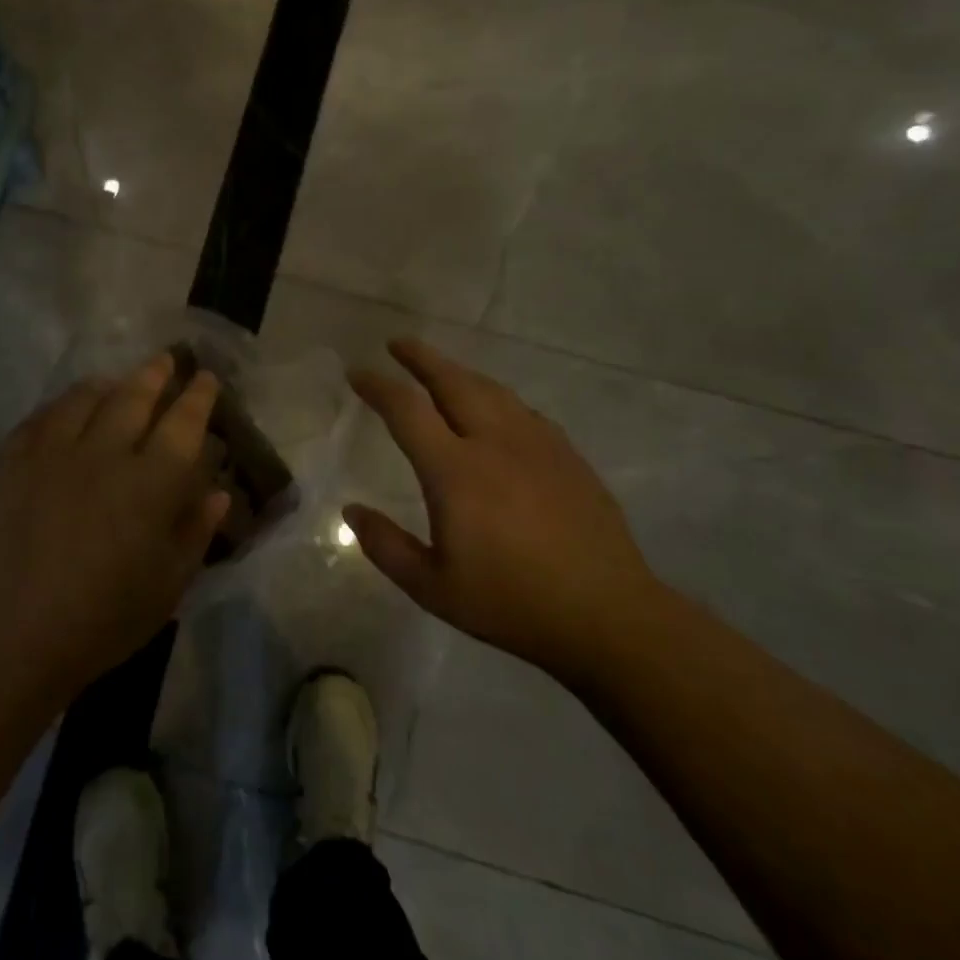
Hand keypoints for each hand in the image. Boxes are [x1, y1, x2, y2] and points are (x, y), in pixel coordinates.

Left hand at [0, 354, 231, 700]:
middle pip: (134, 397)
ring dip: (108, 384)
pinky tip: (64, 409)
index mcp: (150, 483)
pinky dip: (60, 406)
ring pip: (85, 398)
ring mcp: (52, 452)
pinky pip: (40, 418)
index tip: (206, 377)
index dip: (197, 396)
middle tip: (166, 360)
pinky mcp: (10, 462)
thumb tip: (218, 492)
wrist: (9, 639)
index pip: (183, 423)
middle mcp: (104, 453)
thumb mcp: (166, 587)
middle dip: (155, 374)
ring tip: (116, 381)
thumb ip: (195, 532)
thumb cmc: (101, 621)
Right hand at [345, 338, 661, 678]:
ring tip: (440, 369)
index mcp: (456, 472)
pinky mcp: (567, 456)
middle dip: (421, 358)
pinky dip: (495, 398)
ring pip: (491, 390)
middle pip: (453, 382)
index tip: (357, 372)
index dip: (378, 386)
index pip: (407, 410)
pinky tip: (494, 410)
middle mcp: (495, 443)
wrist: (607, 616)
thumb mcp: (433, 588)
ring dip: (459, 372)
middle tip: (398, 343)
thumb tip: (352, 511)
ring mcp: (537, 445)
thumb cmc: (511, 603)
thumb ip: (386, 546)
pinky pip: (522, 410)